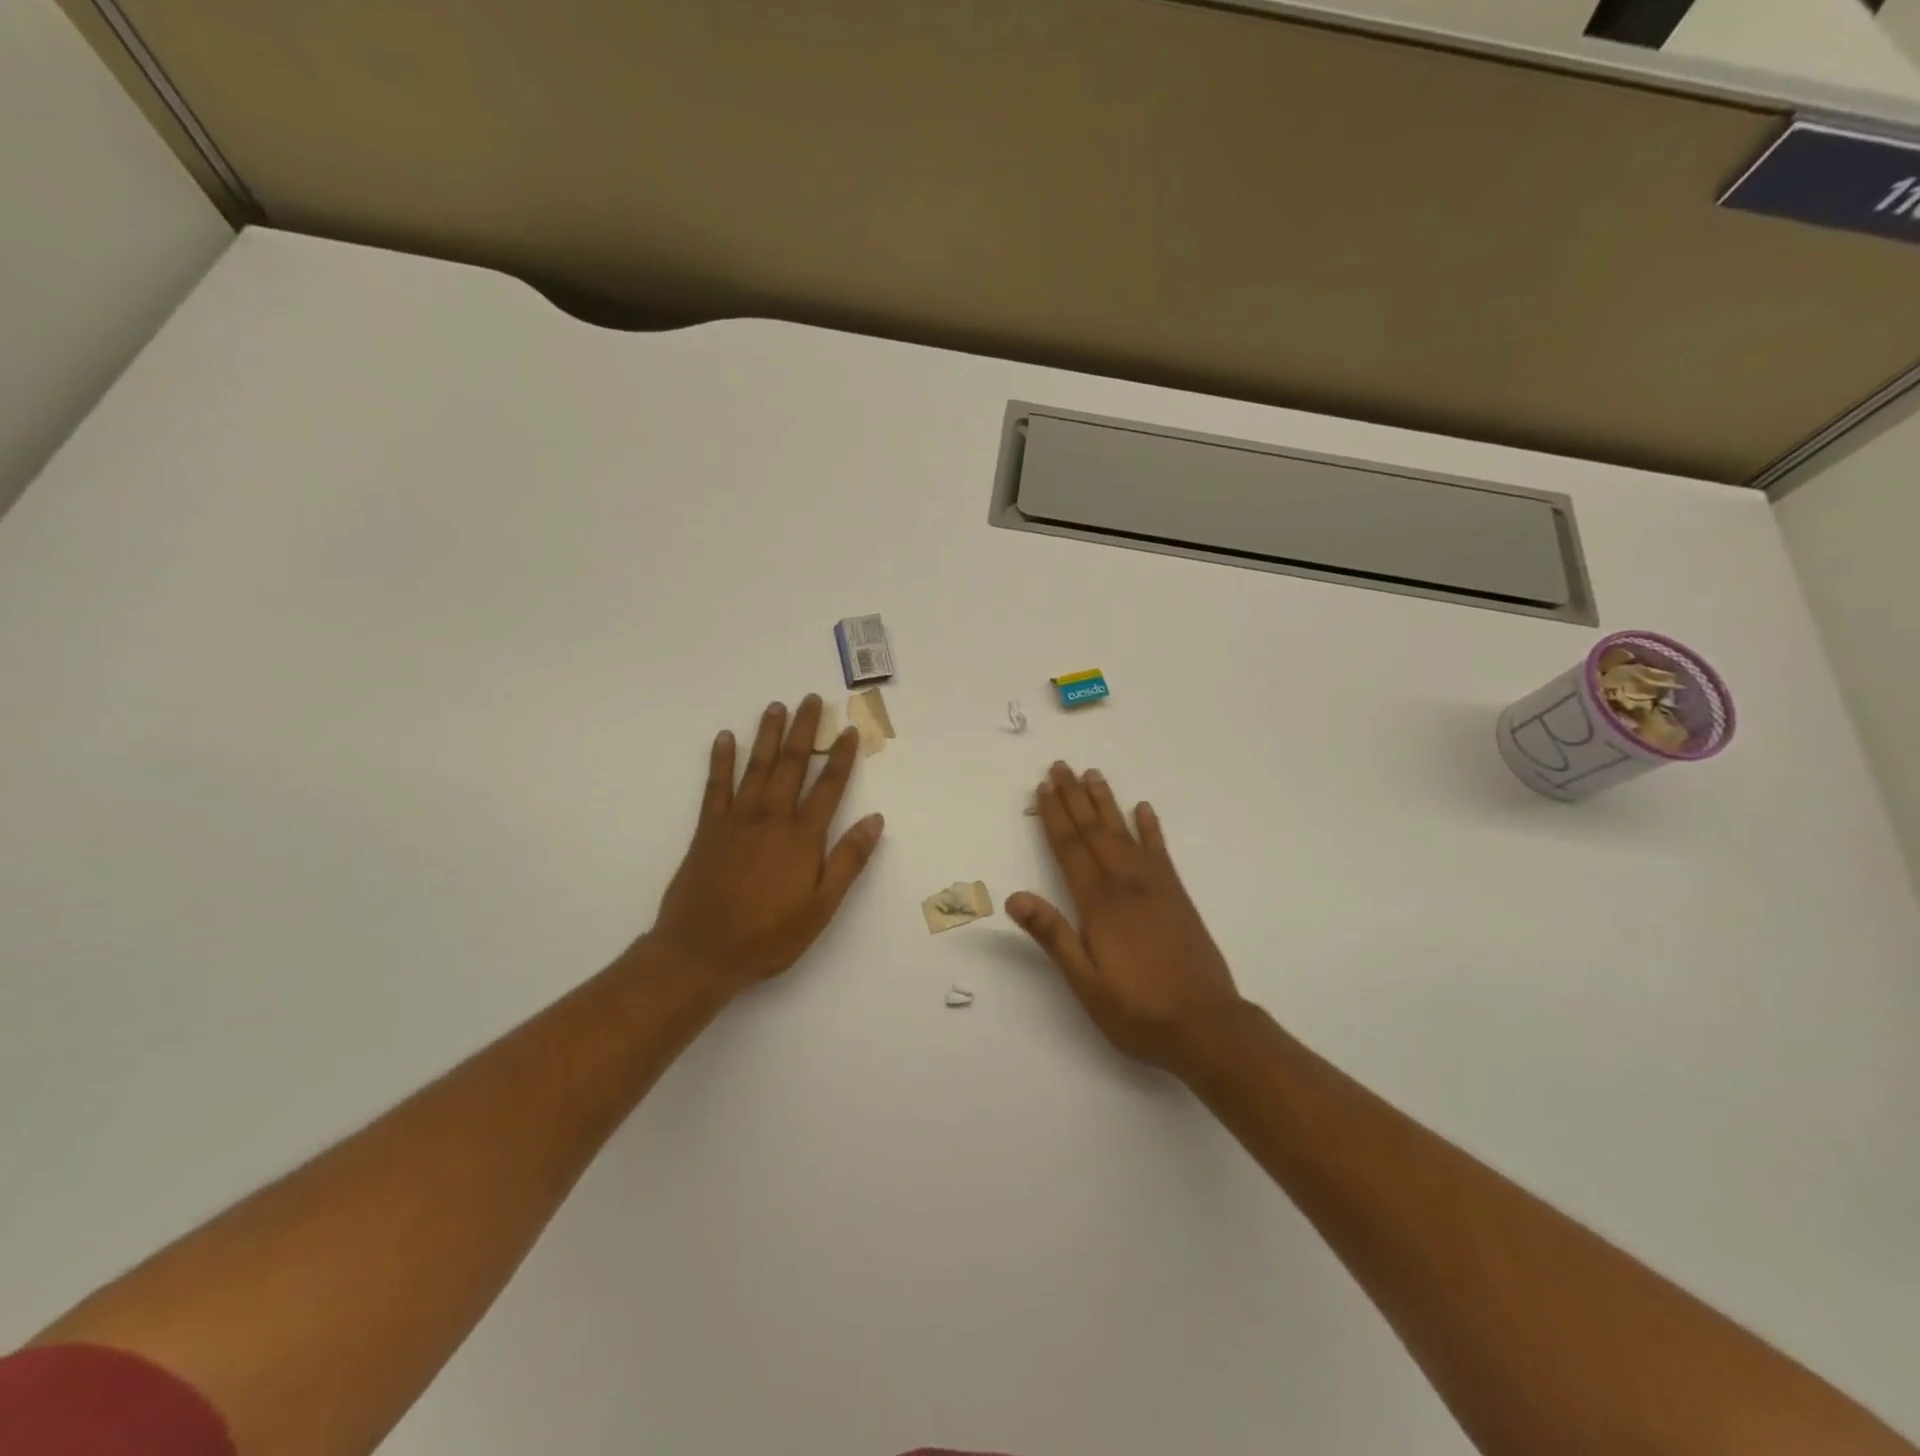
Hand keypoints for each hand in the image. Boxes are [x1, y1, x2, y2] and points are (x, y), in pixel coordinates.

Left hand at [645, 696, 883, 994]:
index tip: (850, 730)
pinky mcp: (708, 829)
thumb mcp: (821, 908)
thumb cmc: (768, 936)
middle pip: (792, 765)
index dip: (842, 758)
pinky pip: (716, 786)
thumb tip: (875, 820)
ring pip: (757, 767)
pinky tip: (726, 738)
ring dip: (769, 735)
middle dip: (805, 731)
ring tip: (777, 706)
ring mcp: (736, 820)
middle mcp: (771, 818)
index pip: (829, 787)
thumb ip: (848, 860)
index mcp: (802, 837)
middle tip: (812, 700)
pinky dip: (721, 760)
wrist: (700, 952)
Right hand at [1009, 762, 1243, 1072]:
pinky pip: (1160, 852)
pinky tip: (1143, 809)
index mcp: (1099, 905)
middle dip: (1075, 798)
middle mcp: (1126, 885)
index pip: (1070, 849)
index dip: (1055, 817)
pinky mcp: (1178, 897)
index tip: (1044, 787)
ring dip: (1106, 803)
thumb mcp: (1086, 983)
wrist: (1207, 1026)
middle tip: (1061, 766)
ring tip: (1093, 775)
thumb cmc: (1138, 1011)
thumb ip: (1052, 936)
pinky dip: (1150, 828)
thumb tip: (1014, 897)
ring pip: (1124, 833)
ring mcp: (1156, 888)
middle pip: (1095, 832)